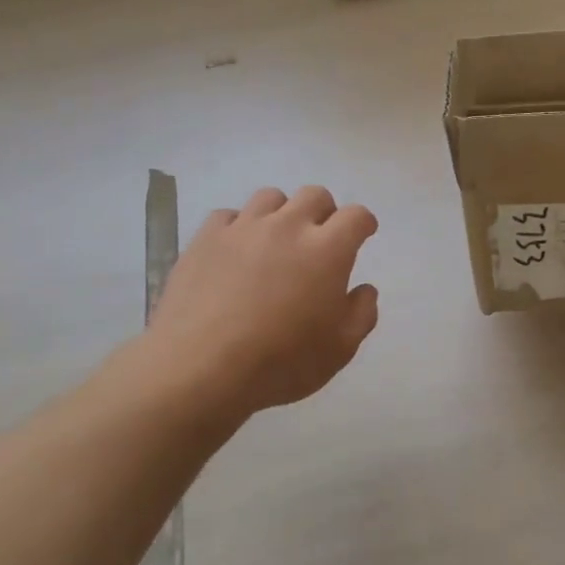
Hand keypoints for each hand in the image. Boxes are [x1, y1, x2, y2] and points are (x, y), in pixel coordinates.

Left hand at [130, 185, 379, 421]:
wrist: (201, 368)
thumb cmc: (281, 362)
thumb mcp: (340, 349)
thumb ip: (361, 313)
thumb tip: (364, 289)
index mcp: (327, 250)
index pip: (356, 216)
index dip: (363, 222)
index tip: (363, 233)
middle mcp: (288, 226)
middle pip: (314, 195)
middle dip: (325, 212)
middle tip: (320, 239)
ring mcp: (243, 228)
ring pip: (271, 197)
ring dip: (282, 213)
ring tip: (276, 240)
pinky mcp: (206, 238)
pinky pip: (228, 216)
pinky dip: (239, 227)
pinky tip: (236, 251)